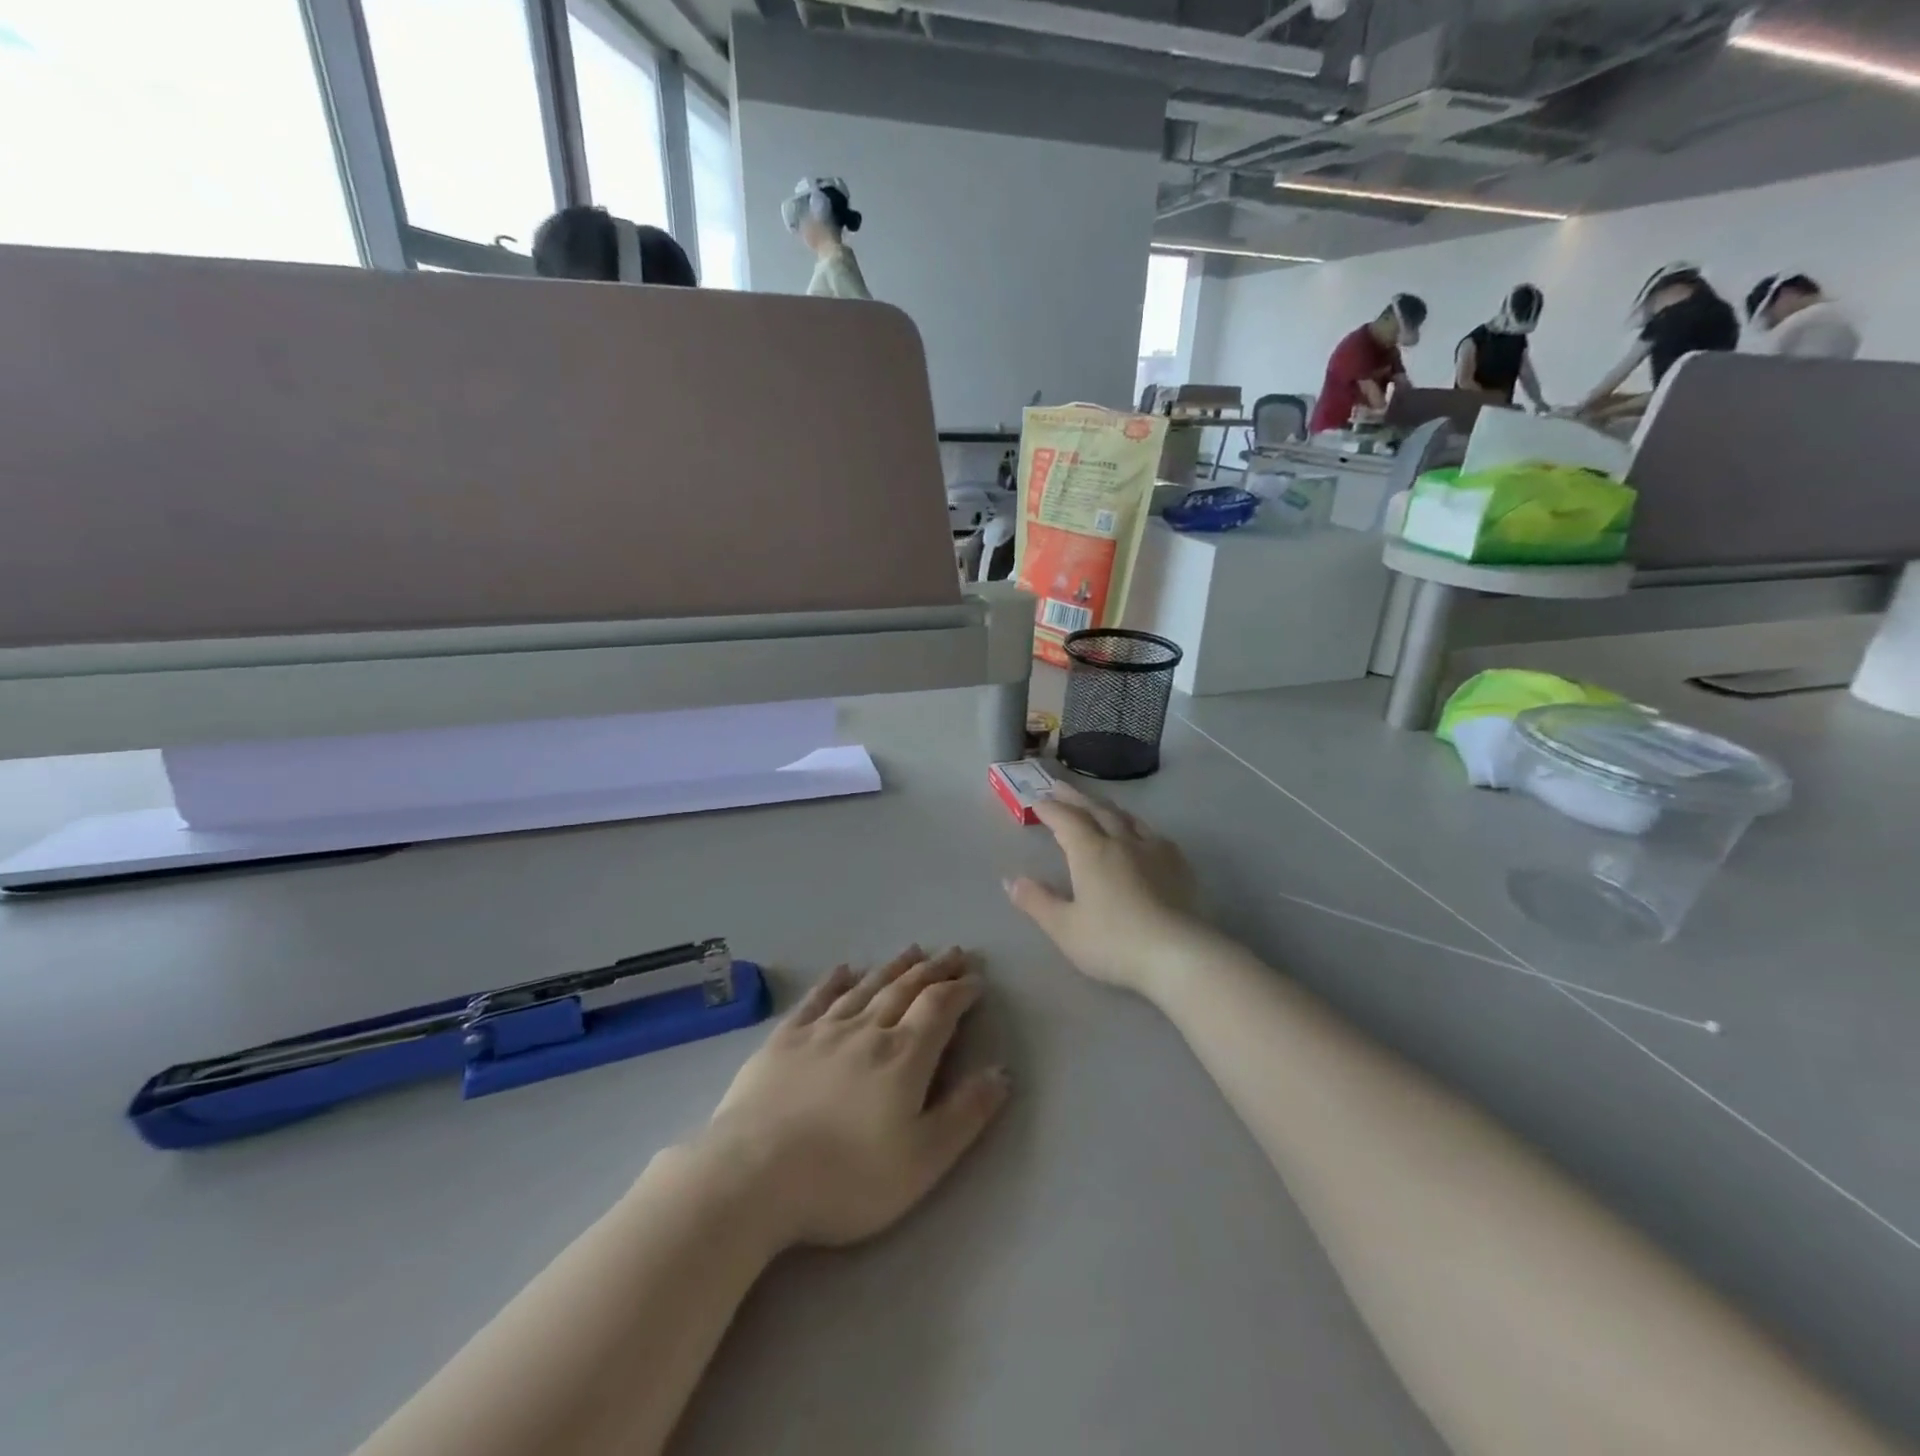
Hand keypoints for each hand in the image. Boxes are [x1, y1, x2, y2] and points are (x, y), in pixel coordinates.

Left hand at [697, 946, 1008, 1249]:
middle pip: (906, 989)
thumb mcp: (922, 1160)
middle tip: (952, 952)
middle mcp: (866, 1030)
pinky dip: (834, 981)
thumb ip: (965, 1114)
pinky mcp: (784, 1040)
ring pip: (866, 987)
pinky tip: (844, 968)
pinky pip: (817, 999)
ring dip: (893, 967)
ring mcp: (822, 1031)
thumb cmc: (846, 1178)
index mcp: (903, 1056)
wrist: (753, 1176)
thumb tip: (1002, 1072)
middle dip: (933, 969)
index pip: (940, 1008)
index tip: (976, 979)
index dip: (961, 990)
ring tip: (912, 950)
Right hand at [1004, 784, 1204, 996]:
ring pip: (1126, 817)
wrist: (1178, 954)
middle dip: (1075, 797)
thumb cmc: (1114, 942)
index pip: (1066, 820)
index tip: (1036, 801)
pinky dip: (1136, 825)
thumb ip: (1036, 901)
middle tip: (1059, 786)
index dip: (1049, 808)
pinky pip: (1152, 833)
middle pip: (1096, 810)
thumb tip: (1010, 880)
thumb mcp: (1064, 928)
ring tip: (1096, 803)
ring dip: (1106, 806)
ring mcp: (1153, 850)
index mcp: (1091, 852)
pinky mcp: (1178, 864)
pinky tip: (1140, 833)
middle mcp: (1121, 841)